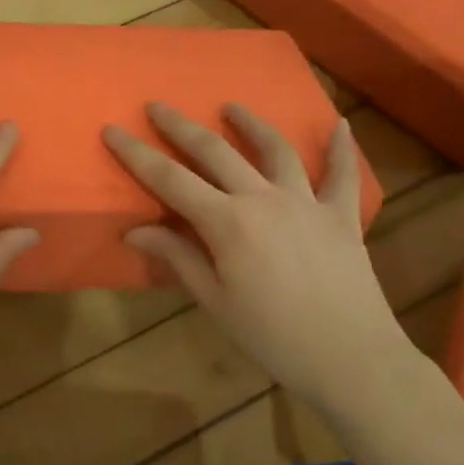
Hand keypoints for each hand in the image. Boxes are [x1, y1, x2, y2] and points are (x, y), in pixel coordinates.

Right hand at [103, 103, 407, 400]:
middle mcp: (264, 199)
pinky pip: (341, 174)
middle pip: (215, 152)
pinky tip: (340, 123)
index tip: (113, 129)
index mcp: (228, 223)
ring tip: (232, 107)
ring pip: (275, 150)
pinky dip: (341, 147)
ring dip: (250, 124)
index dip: (137, 154)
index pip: (170, 180)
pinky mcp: (341, 215)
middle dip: (181, 127)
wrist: (351, 358)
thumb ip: (178, 257)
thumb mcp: (215, 302)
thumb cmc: (272, 337)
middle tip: (157, 106)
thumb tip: (135, 229)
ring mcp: (307, 202)